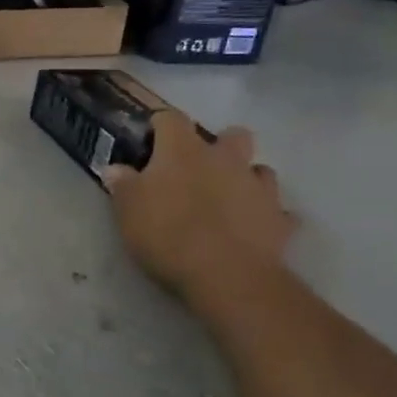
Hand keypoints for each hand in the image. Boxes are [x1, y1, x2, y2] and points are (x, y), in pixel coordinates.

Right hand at [102, 112, 296, 301]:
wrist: (227, 277)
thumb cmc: (168, 234)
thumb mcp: (128, 210)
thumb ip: (123, 185)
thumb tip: (116, 169)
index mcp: (183, 150)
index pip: (171, 119)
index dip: (160, 127)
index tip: (150, 143)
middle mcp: (225, 160)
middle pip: (232, 134)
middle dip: (220, 145)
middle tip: (199, 169)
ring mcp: (259, 189)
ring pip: (260, 170)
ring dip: (246, 179)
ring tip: (228, 200)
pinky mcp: (281, 221)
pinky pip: (278, 212)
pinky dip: (266, 217)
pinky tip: (252, 231)